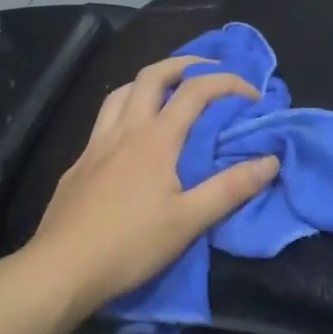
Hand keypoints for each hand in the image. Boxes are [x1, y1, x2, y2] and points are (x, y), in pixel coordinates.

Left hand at [17, 56, 280, 314]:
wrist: (61, 269)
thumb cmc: (130, 245)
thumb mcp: (189, 221)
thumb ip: (230, 188)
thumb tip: (271, 160)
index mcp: (155, 139)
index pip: (195, 91)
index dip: (227, 83)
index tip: (252, 94)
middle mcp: (125, 130)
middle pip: (152, 75)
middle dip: (184, 64)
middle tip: (207, 70)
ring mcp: (96, 144)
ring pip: (121, 92)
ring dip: (149, 81)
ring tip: (168, 91)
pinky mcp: (79, 163)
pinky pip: (104, 119)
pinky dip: (125, 109)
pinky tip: (130, 134)